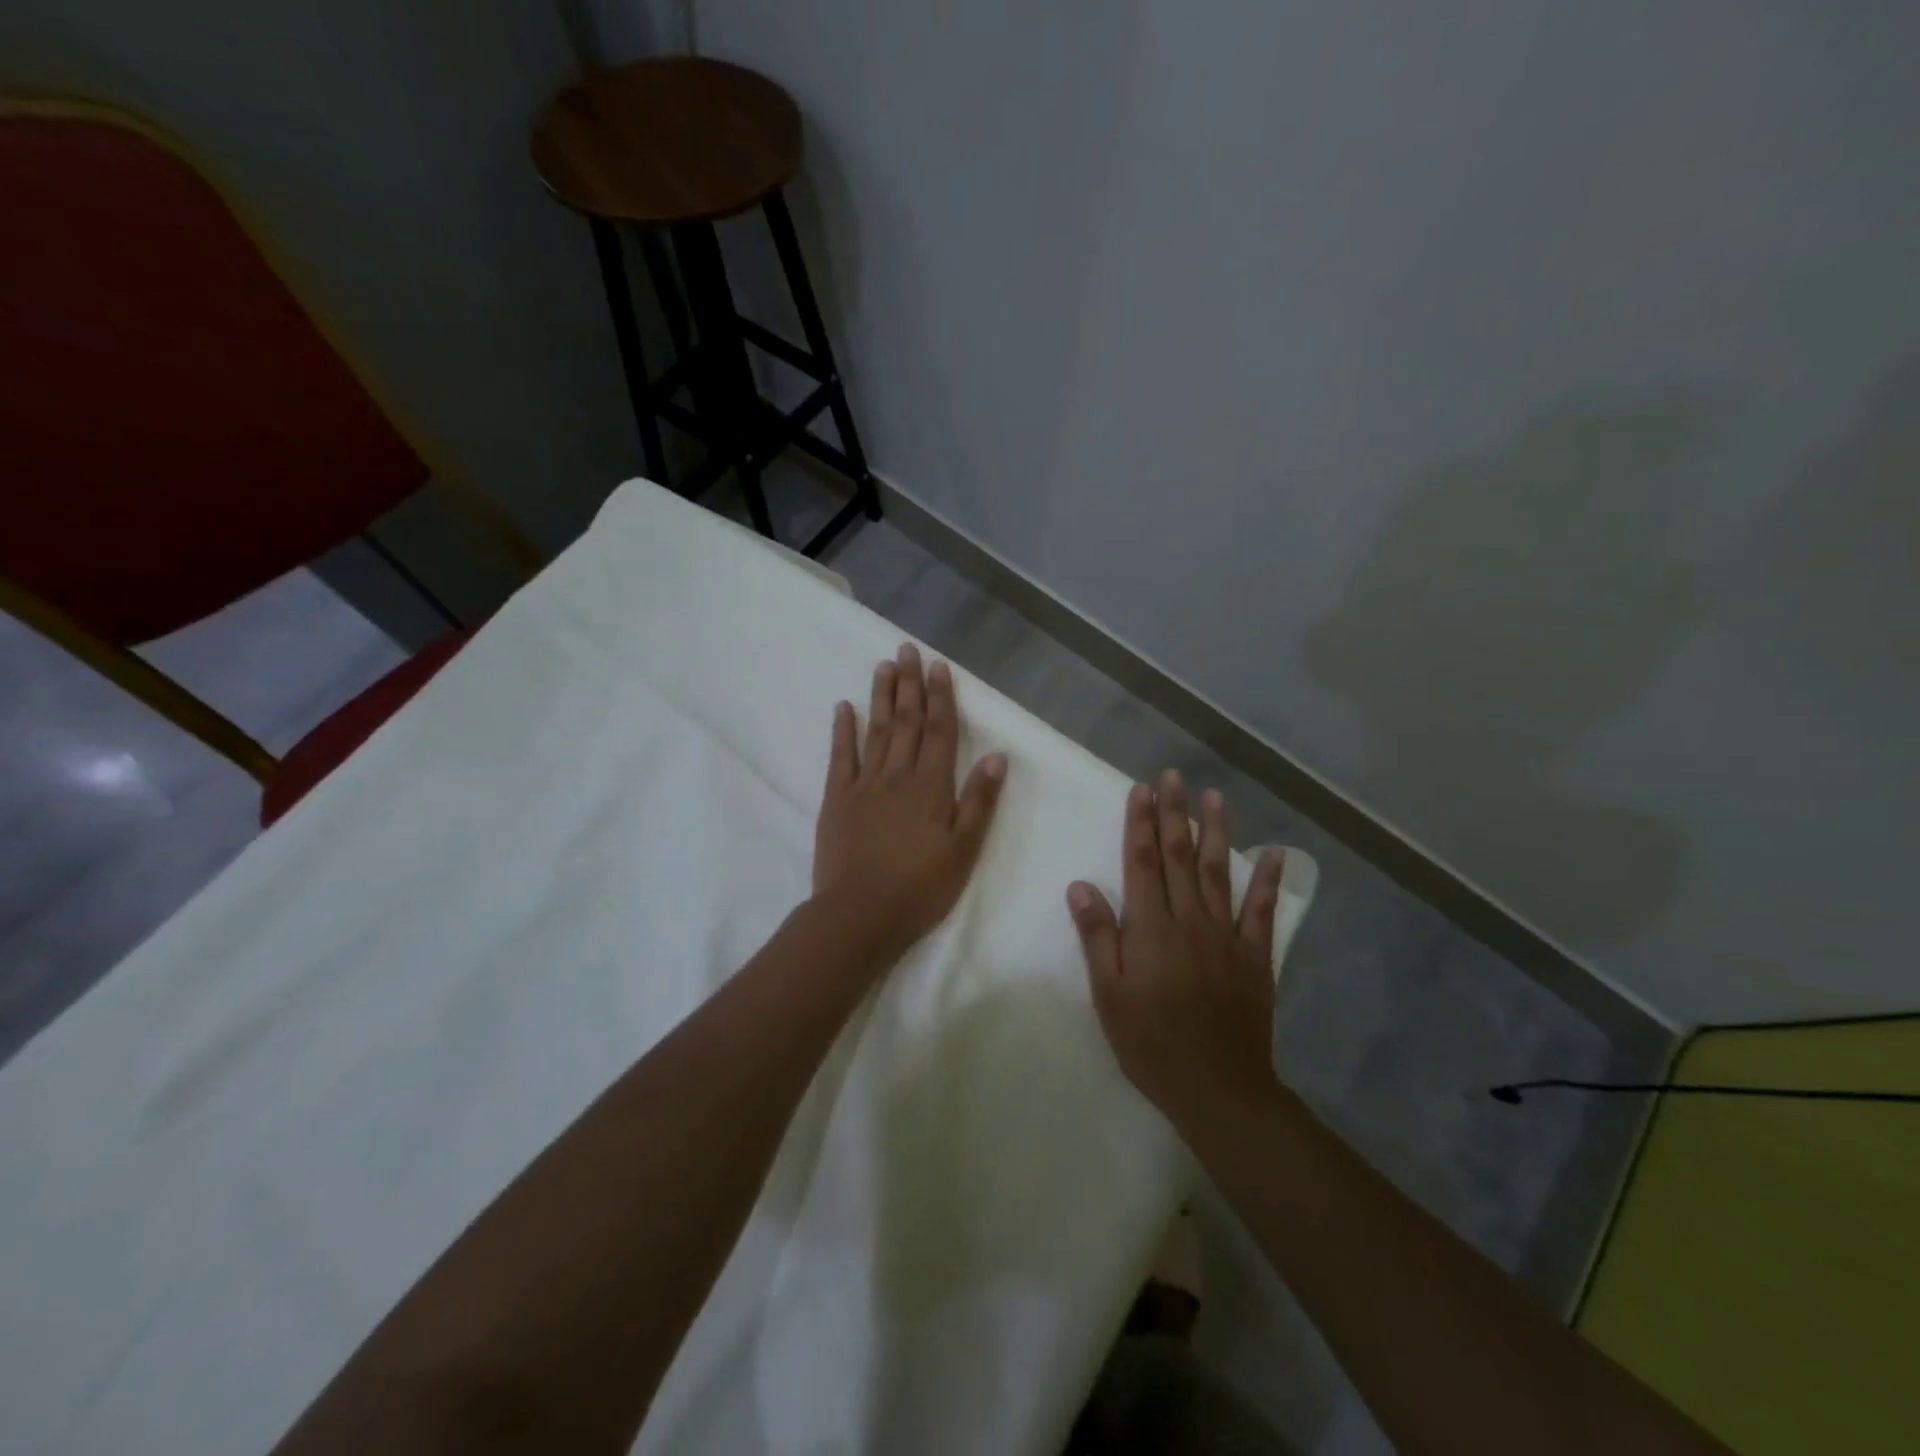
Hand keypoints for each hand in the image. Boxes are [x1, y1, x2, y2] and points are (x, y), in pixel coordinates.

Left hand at [812, 644, 1007, 961]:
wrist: (860, 914)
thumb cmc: (920, 887)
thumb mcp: (964, 850)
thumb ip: (979, 801)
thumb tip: (997, 756)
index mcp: (931, 786)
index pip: (939, 731)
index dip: (940, 697)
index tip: (938, 666)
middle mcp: (897, 775)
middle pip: (906, 721)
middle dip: (909, 684)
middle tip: (907, 649)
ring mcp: (864, 785)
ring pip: (875, 730)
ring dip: (880, 696)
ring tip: (883, 665)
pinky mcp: (837, 799)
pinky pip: (841, 757)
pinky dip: (843, 730)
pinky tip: (844, 707)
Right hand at [1066, 771, 1284, 1130]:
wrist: (1218, 1088)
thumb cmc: (1151, 1043)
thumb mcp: (1109, 995)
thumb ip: (1098, 937)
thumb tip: (1081, 886)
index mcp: (1151, 928)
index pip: (1141, 862)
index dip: (1140, 823)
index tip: (1141, 789)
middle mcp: (1190, 920)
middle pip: (1179, 857)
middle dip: (1173, 814)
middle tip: (1173, 777)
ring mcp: (1226, 935)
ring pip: (1219, 872)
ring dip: (1215, 831)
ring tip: (1213, 797)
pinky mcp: (1254, 956)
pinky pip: (1262, 911)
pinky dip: (1268, 880)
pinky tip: (1273, 852)